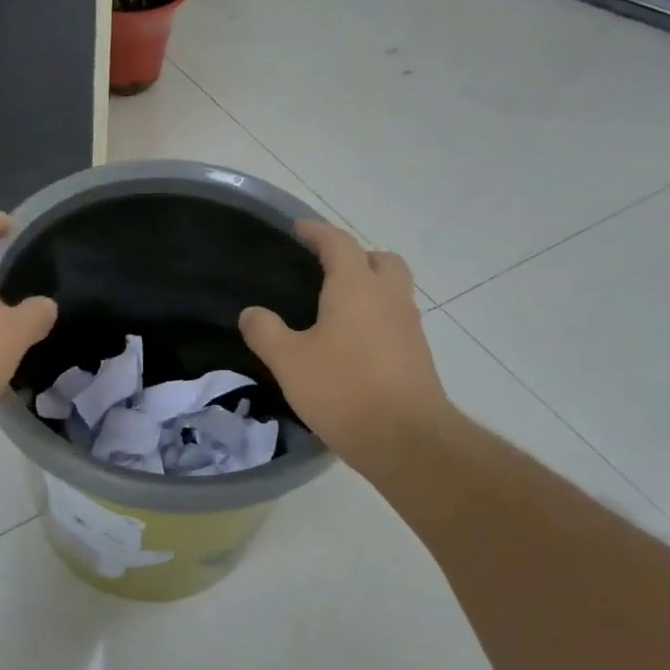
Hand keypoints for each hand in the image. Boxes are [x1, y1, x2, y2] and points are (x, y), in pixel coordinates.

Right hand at [239, 221, 453, 475]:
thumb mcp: (288, 361)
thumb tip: (252, 313)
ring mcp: (409, 327)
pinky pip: (396, 320)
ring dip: (370, 288)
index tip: (298, 229)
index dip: (317, 232)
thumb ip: (265, 331)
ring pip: (393, 291)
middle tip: (327, 270)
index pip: (338, 243)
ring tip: (336, 310)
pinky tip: (353, 345)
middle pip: (380, 260)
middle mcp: (388, 298)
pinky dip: (377, 319)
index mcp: (356, 287)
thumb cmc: (343, 389)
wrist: (407, 440)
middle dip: (356, 257)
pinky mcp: (418, 356)